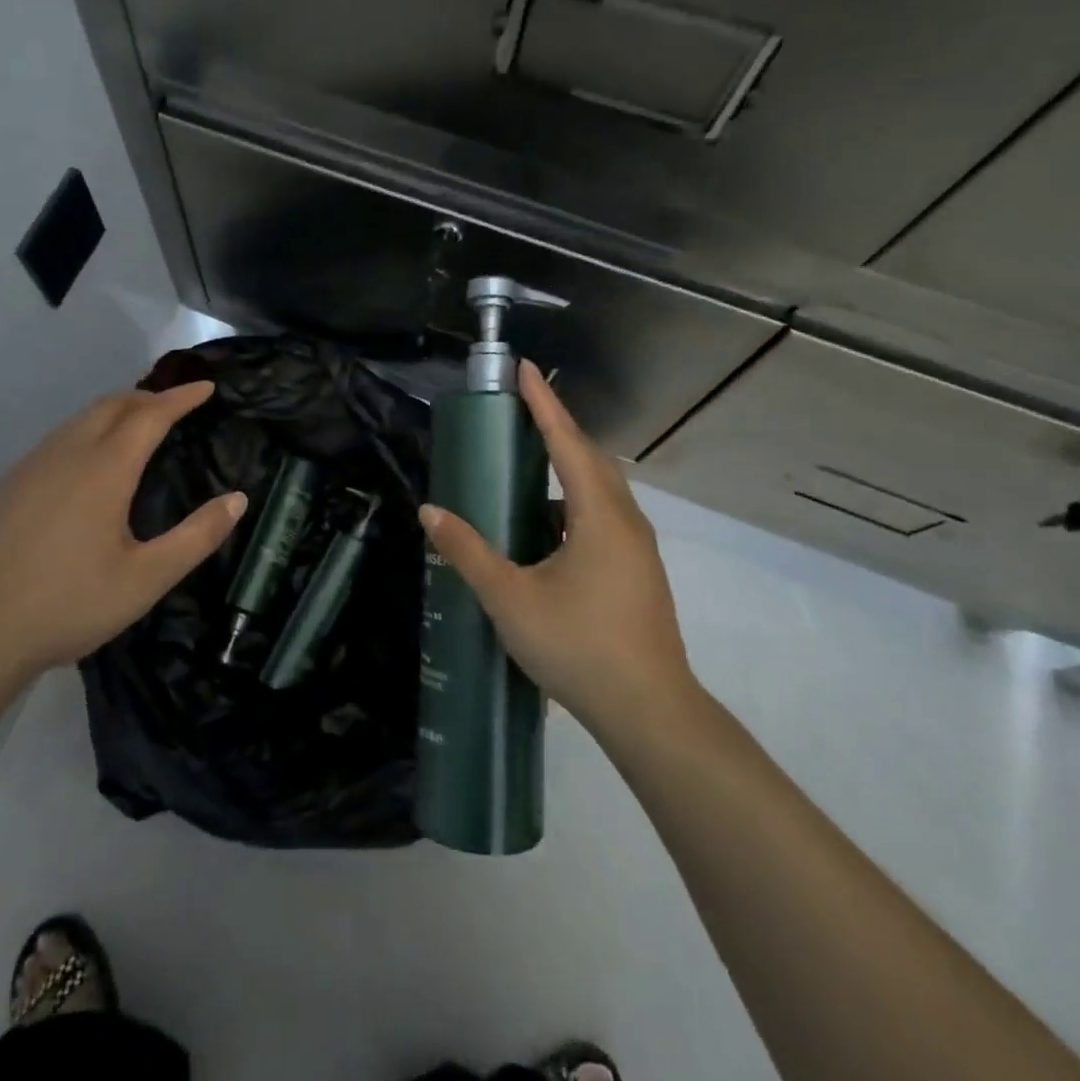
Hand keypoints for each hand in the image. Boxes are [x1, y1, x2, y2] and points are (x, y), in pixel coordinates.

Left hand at [0, 382, 246, 682]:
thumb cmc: (69, 605)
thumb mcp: (147, 579)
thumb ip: (197, 536)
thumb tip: (239, 499)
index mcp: (104, 470)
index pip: (150, 415)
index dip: (181, 398)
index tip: (207, 388)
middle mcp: (66, 455)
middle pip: (111, 405)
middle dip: (148, 396)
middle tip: (176, 405)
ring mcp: (29, 467)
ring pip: (80, 420)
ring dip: (115, 411)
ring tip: (138, 425)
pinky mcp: (6, 486)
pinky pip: (56, 440)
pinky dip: (86, 432)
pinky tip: (87, 463)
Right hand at [420, 362, 700, 739]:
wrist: (649, 712)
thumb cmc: (578, 646)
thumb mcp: (510, 598)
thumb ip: (468, 551)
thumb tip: (430, 511)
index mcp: (599, 516)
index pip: (567, 442)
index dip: (543, 403)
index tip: (524, 369)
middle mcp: (626, 521)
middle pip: (591, 458)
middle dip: (556, 429)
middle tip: (521, 411)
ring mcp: (638, 548)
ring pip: (600, 491)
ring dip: (568, 468)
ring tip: (528, 466)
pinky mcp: (638, 572)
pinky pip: (603, 517)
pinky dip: (574, 505)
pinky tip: (546, 529)